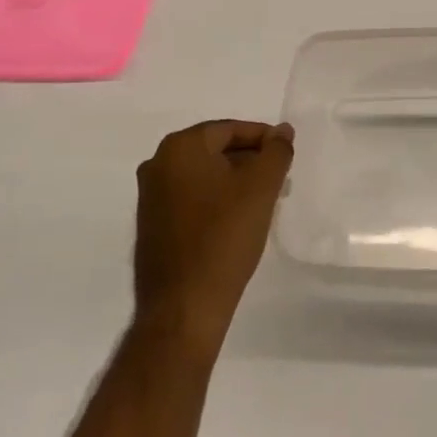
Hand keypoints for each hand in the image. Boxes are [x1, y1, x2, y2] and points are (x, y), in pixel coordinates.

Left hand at [133, 120, 294, 353]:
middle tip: (280, 179)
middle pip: (215, 150)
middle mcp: (157, 164)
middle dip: (250, 161)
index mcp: (180, 147)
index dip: (263, 139)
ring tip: (265, 201)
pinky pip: (191, 199)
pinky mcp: (152, 225)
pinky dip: (216, 201)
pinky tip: (238, 221)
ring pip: (204, 176)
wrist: (183, 307)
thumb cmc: (224, 237)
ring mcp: (150, 197)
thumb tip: (282, 131)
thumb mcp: (261, 187)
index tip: (286, 156)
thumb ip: (276, 151)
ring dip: (235, 182)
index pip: (230, 129)